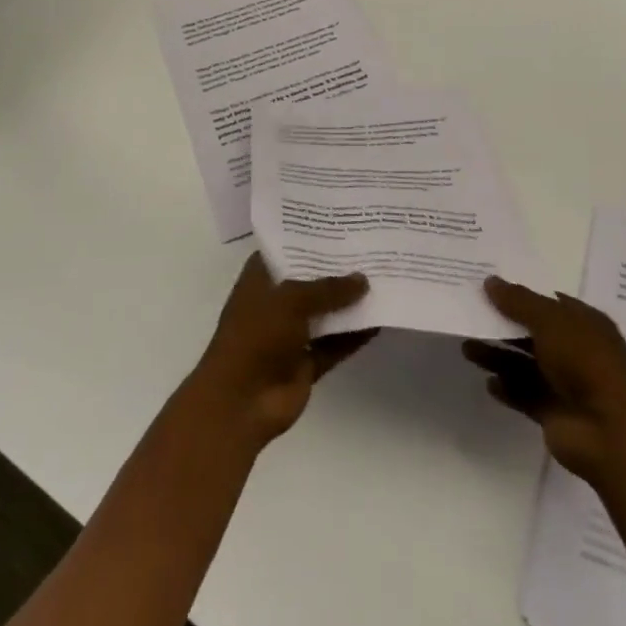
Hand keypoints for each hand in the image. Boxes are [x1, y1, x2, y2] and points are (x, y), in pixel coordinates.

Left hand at [186, 254, 374, 448]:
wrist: (241, 402)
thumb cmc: (256, 335)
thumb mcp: (292, 299)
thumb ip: (329, 288)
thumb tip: (363, 279)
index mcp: (261, 278)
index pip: (287, 248)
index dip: (311, 236)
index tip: (342, 223)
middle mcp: (276, 301)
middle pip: (311, 280)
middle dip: (338, 268)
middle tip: (373, 247)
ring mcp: (291, 333)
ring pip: (326, 313)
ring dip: (350, 302)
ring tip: (385, 279)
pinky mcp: (306, 362)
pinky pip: (335, 344)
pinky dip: (354, 335)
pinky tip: (381, 321)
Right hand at [463, 275, 625, 483]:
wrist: (608, 432)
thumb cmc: (585, 362)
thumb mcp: (550, 320)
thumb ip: (518, 301)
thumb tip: (490, 281)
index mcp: (586, 324)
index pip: (551, 303)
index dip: (522, 294)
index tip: (489, 287)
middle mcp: (577, 351)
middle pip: (534, 333)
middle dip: (503, 326)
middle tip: (470, 315)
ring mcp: (566, 384)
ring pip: (524, 364)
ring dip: (498, 356)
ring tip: (466, 348)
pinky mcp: (553, 413)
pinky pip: (524, 395)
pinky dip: (507, 388)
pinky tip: (488, 383)